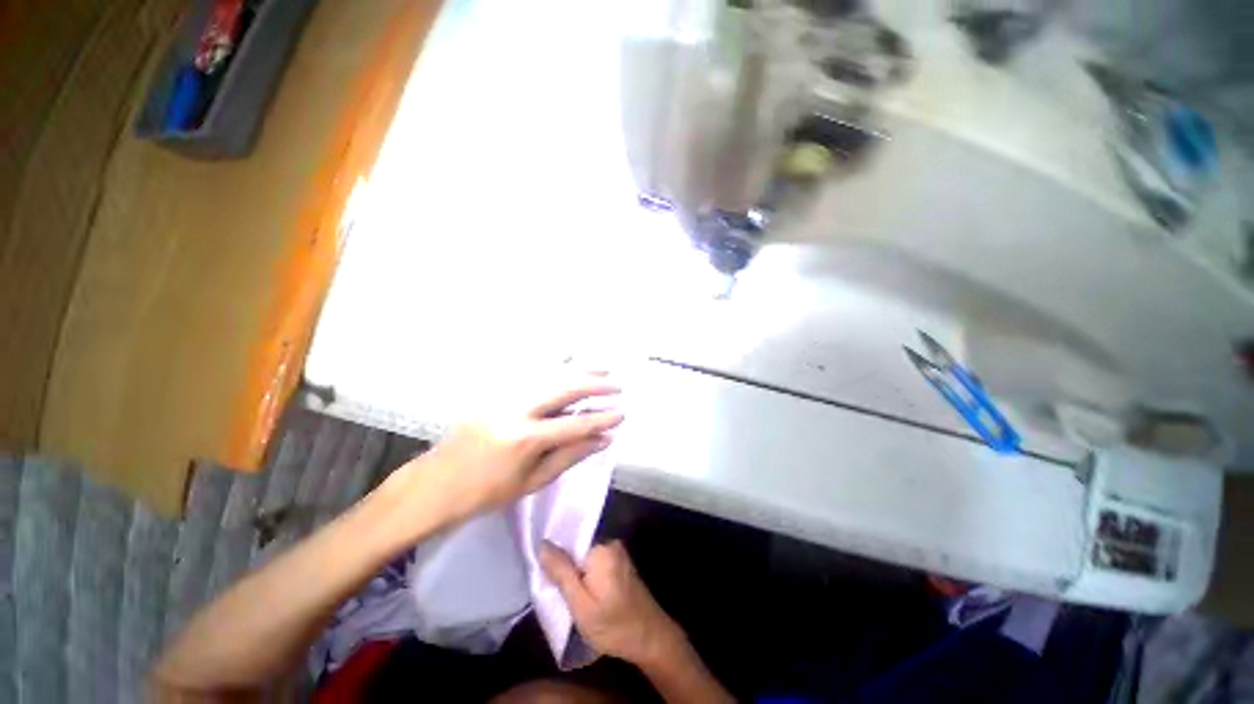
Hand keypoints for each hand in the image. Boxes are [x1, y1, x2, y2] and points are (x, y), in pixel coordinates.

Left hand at [391, 381, 623, 526]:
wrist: (434, 483)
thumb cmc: (485, 492)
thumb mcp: (532, 481)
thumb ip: (570, 456)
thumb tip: (603, 440)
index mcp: (525, 439)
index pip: (575, 425)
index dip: (601, 419)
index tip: (622, 414)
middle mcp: (516, 410)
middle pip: (564, 389)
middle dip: (595, 385)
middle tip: (617, 385)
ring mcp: (503, 396)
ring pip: (549, 375)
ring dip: (578, 370)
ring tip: (602, 367)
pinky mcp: (495, 392)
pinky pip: (532, 374)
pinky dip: (556, 367)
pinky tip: (570, 361)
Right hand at [539, 540, 684, 667]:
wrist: (651, 639)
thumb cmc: (614, 626)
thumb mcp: (580, 605)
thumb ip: (561, 573)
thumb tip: (543, 544)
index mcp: (601, 548)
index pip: (568, 537)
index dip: (552, 552)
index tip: (540, 569)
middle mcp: (610, 543)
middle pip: (577, 545)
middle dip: (562, 562)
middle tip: (548, 584)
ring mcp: (617, 552)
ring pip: (584, 555)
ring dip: (572, 569)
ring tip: (558, 588)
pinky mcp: (619, 563)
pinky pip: (594, 560)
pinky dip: (584, 573)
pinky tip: (577, 590)